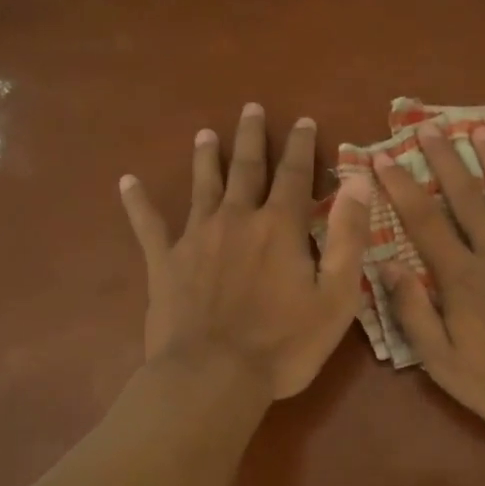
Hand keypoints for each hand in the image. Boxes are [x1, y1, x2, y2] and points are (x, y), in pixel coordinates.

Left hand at [120, 103, 372, 400]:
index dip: (301, 145)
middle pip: (246, 168)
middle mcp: (236, 219)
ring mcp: (196, 238)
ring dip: (206, 158)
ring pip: (202, 186)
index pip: (294, 174)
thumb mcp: (336, 296)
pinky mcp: (164, 262)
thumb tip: (358, 182)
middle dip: (251, 136)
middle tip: (250, 108)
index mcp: (279, 227)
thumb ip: (348, 236)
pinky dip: (137, 203)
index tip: (303, 120)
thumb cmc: (283, 344)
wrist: (213, 377)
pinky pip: (148, 225)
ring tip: (205, 134)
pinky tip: (126, 182)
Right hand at [371, 123, 484, 432]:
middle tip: (428, 125)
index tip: (382, 159)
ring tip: (480, 130)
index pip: (424, 223)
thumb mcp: (446, 364)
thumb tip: (388, 266)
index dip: (401, 188)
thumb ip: (415, 314)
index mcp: (463, 279)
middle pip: (467, 198)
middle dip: (445, 160)